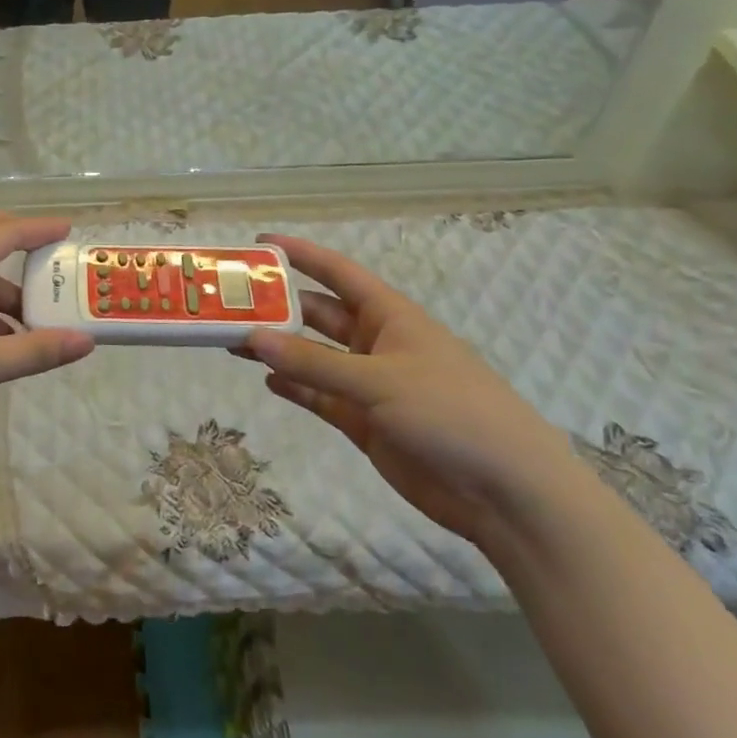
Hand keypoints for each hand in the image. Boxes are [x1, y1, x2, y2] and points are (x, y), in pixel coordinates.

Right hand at [240, 235, 583, 544]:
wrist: (506, 493)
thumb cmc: (450, 413)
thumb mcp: (379, 380)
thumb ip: (314, 363)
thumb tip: (254, 338)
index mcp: (391, 317)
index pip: (338, 273)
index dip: (302, 254)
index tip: (260, 245)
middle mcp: (377, 344)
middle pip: (319, 315)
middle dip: (279, 307)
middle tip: (229, 303)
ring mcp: (371, 385)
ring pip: (314, 358)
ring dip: (279, 349)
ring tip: (232, 341)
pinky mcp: (366, 423)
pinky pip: (320, 397)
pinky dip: (295, 388)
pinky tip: (266, 380)